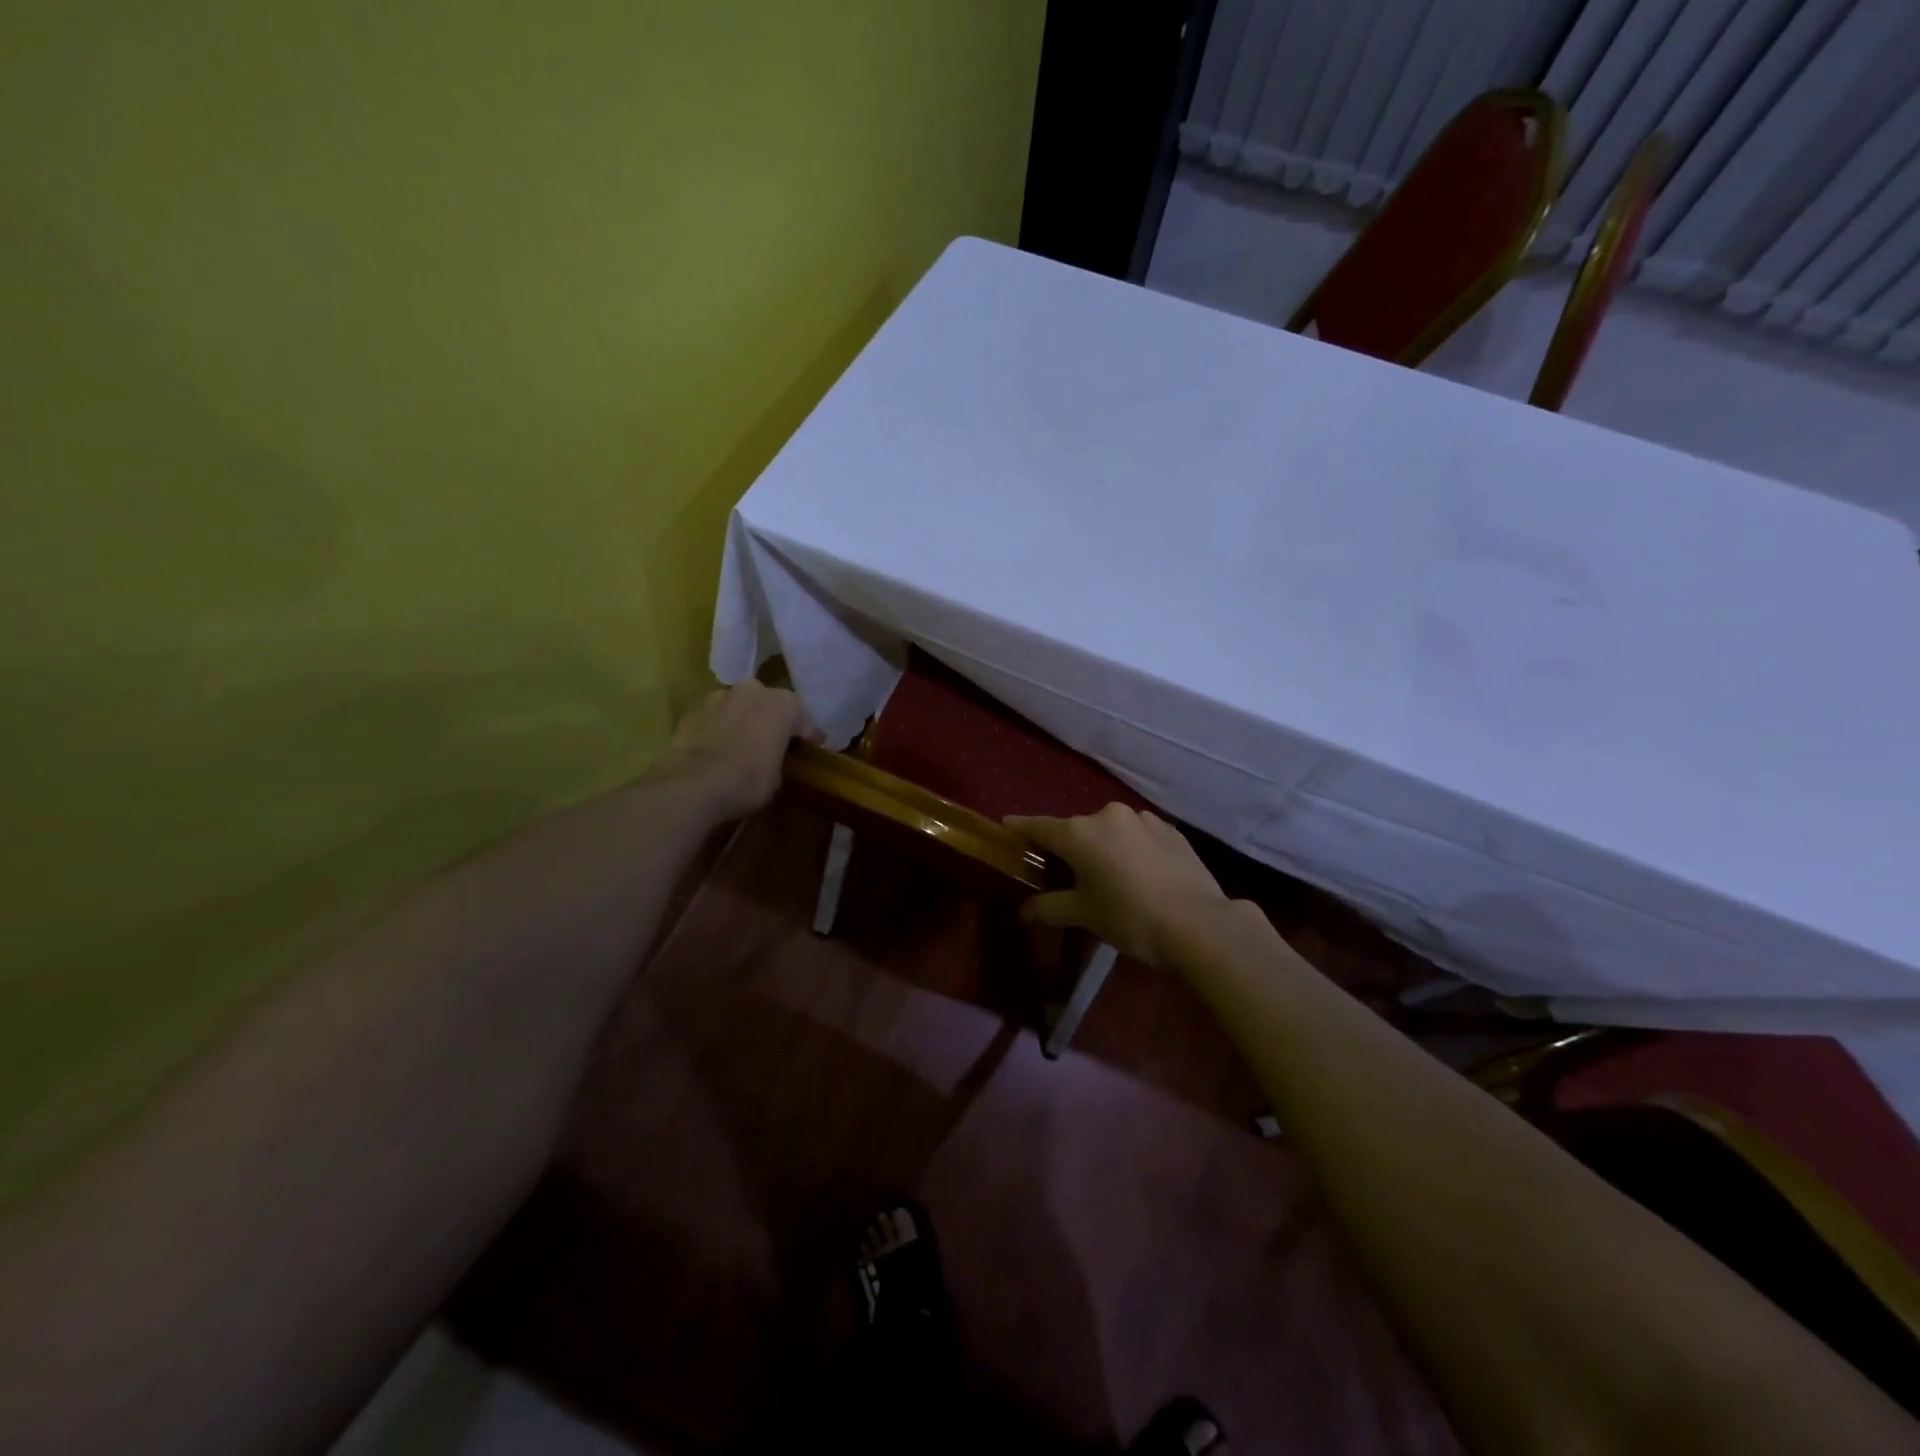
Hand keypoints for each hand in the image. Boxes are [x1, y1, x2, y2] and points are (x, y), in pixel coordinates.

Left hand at [654, 681, 816, 820]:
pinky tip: (717, 748)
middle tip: (774, 739)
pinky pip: (714, 718)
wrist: (693, 784)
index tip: (814, 745)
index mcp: (783, 704)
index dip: (808, 734)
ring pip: (738, 705)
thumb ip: (778, 758)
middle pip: (768, 702)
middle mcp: (752, 691)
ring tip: (742, 742)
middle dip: (772, 718)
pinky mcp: (692, 711)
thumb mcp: (777, 777)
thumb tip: (770, 759)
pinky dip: (718, 728)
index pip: (803, 717)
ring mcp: (718, 697)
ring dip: (743, 719)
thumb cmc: (748, 780)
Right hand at [1007, 804, 1229, 968]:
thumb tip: (1024, 910)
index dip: (1020, 828)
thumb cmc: (1129, 917)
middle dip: (1068, 847)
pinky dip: (1131, 849)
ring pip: (1110, 830)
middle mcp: (1107, 815)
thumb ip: (1049, 908)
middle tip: (1066, 873)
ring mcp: (1142, 819)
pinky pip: (1139, 836)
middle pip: (1076, 829)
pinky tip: (1141, 874)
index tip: (1007, 826)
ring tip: (1110, 876)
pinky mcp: (1170, 829)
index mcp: (1079, 833)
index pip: (1039, 826)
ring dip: (1104, 847)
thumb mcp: (1084, 916)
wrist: (1199, 923)